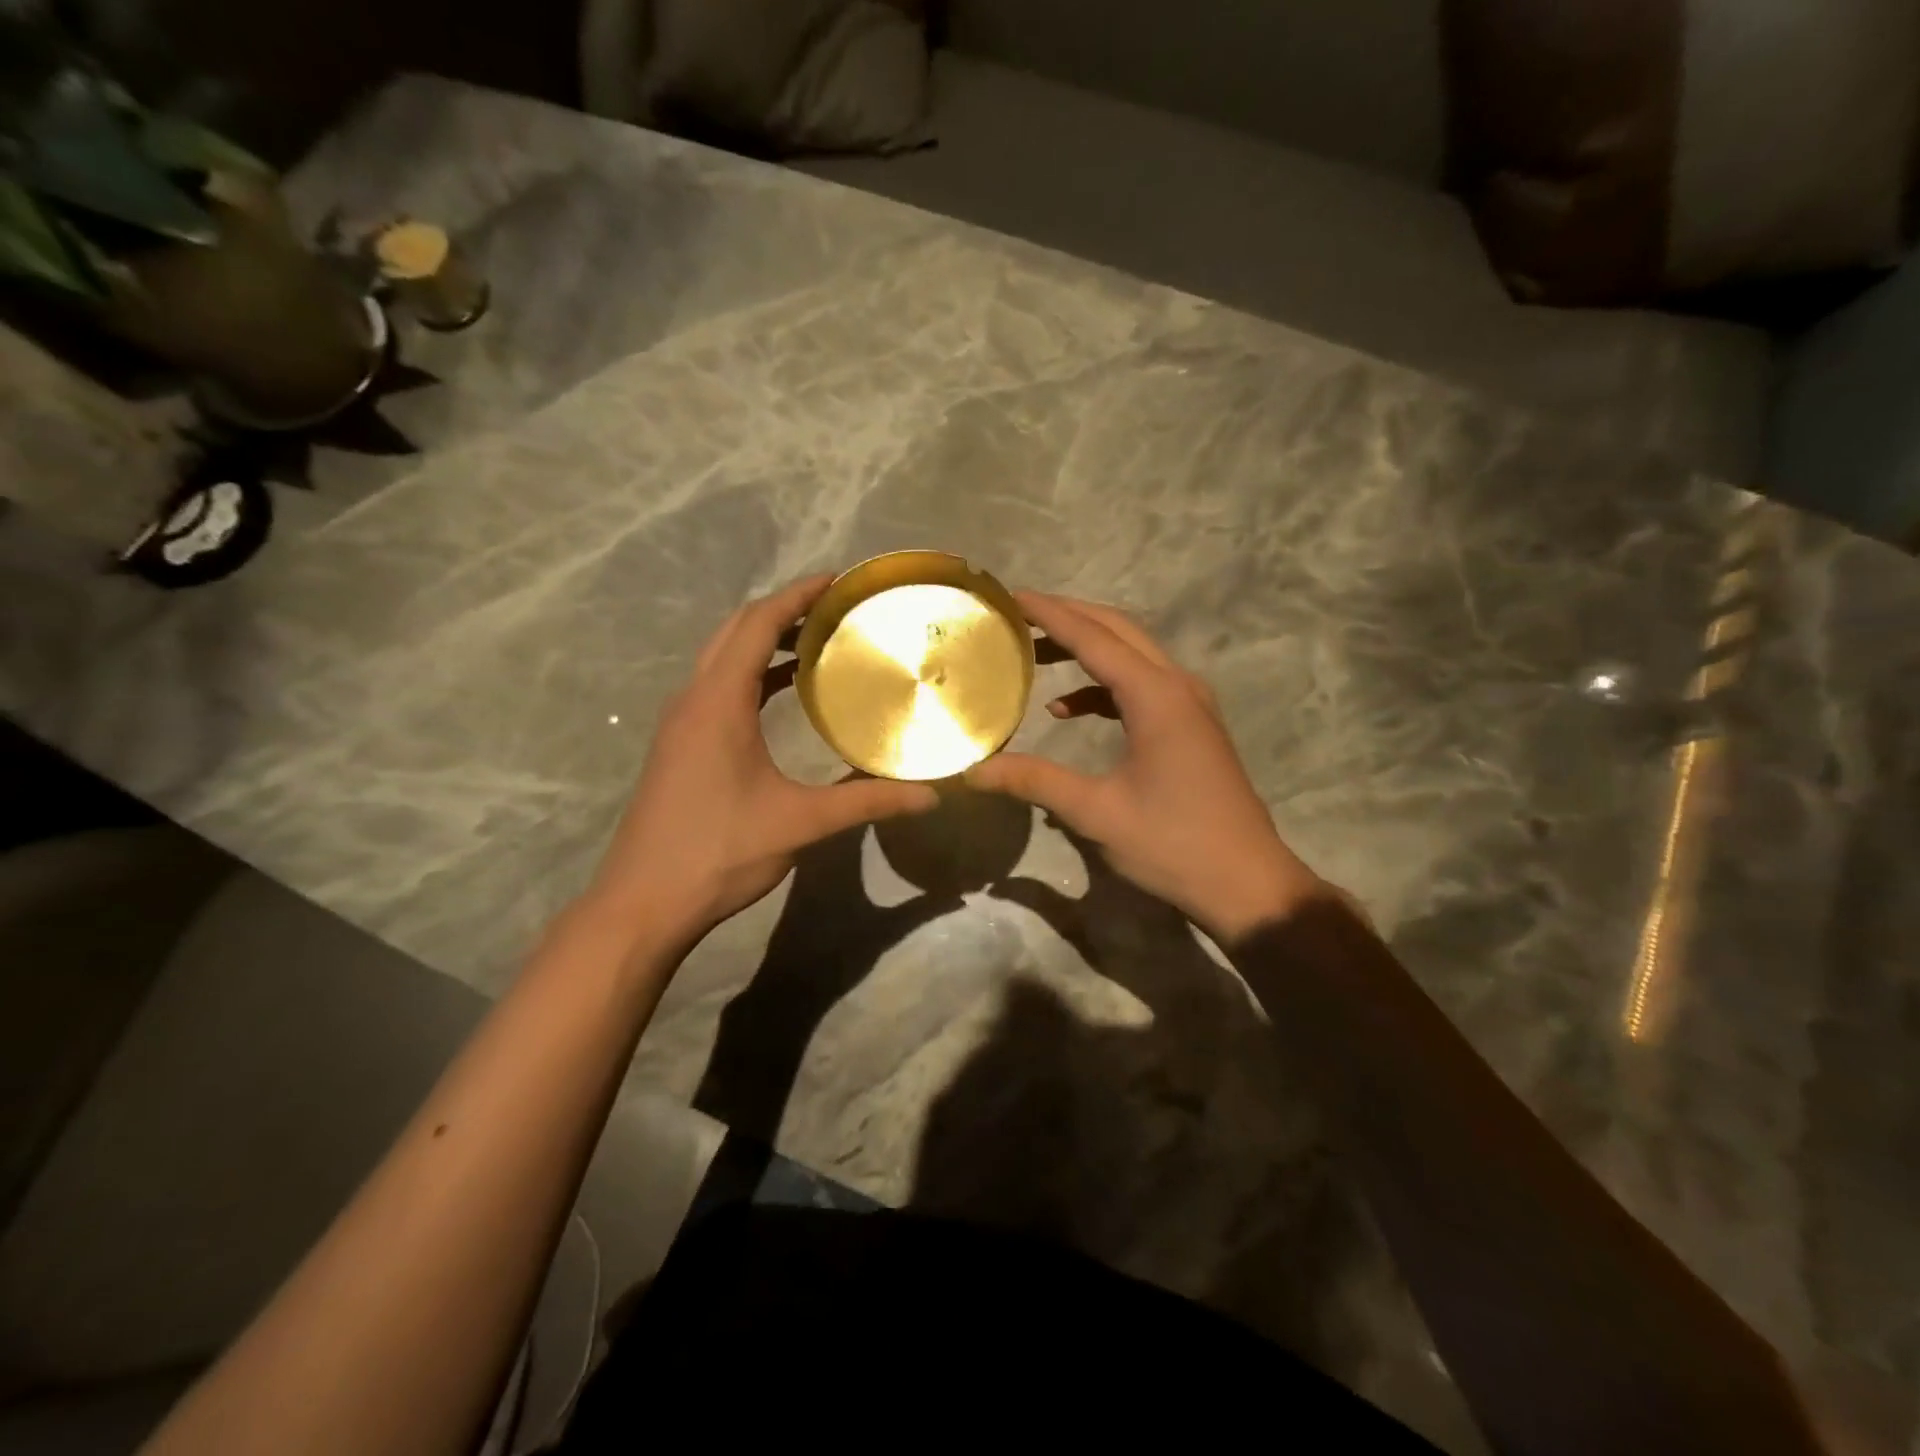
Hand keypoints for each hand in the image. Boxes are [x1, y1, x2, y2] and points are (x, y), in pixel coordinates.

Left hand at [583, 576, 937, 953]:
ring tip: (820, 638)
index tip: (839, 581)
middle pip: (736, 630)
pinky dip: (753, 673)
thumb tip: (930, 794)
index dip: (797, 595)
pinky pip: (718, 686)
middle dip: (784, 609)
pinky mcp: (680, 745)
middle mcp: (693, 699)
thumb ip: (866, 802)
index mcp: (717, 702)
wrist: (642, 903)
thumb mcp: (799, 823)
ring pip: (723, 657)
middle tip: (837, 607)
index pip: (757, 624)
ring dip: (765, 640)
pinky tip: (786, 691)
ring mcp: (681, 722)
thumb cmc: (718, 852)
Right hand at [966, 591, 1327, 943]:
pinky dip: (1103, 686)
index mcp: (1156, 696)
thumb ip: (1035, 781)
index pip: (1094, 638)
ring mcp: (1191, 705)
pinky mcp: (1192, 726)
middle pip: (1119, 631)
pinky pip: (1142, 685)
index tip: (1010, 595)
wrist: (1248, 884)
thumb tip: (974, 772)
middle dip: (1068, 616)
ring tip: (1036, 652)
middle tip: (1018, 613)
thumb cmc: (1173, 844)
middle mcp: (1177, 686)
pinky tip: (1068, 710)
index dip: (1050, 614)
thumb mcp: (1096, 813)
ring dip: (1087, 647)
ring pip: (1133, 654)